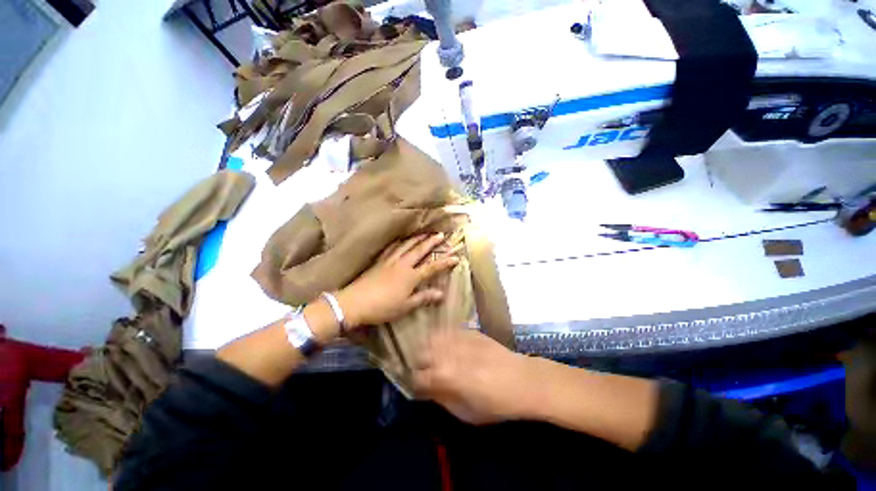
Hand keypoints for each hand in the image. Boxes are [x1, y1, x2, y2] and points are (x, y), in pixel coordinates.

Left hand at [337, 233, 459, 327]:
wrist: (355, 302)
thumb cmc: (383, 307)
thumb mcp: (405, 306)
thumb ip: (423, 297)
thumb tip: (441, 293)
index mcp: (411, 276)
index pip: (432, 267)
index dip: (444, 262)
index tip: (456, 257)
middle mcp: (403, 264)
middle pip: (419, 250)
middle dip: (431, 242)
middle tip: (440, 234)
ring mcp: (390, 261)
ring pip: (406, 245)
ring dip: (416, 238)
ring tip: (424, 232)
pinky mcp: (380, 261)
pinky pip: (392, 248)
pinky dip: (398, 242)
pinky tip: (400, 239)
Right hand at [411, 328, 537, 424]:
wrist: (523, 380)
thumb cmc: (496, 404)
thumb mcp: (465, 413)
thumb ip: (441, 399)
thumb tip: (427, 390)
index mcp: (444, 376)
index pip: (416, 377)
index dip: (415, 385)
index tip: (420, 388)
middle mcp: (446, 352)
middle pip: (420, 353)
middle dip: (420, 363)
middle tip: (428, 372)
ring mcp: (457, 338)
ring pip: (432, 338)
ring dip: (430, 348)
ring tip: (435, 356)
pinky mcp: (468, 330)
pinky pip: (448, 331)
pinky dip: (443, 338)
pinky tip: (450, 345)